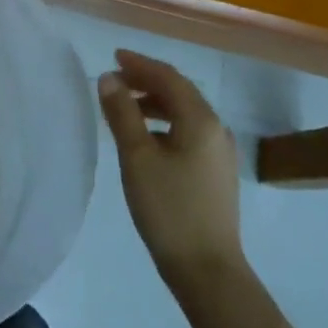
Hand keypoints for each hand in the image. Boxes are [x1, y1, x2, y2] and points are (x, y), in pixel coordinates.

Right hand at [98, 50, 243, 299]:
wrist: (207, 271)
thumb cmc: (169, 208)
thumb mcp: (137, 157)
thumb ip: (122, 113)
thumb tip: (108, 78)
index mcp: (201, 119)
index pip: (168, 77)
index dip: (140, 63)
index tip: (114, 57)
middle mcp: (216, 129)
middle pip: (180, 91)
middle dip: (147, 80)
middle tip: (115, 78)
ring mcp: (219, 153)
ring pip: (185, 113)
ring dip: (154, 102)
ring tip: (125, 107)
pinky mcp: (216, 173)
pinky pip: (188, 131)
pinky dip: (164, 123)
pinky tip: (146, 138)